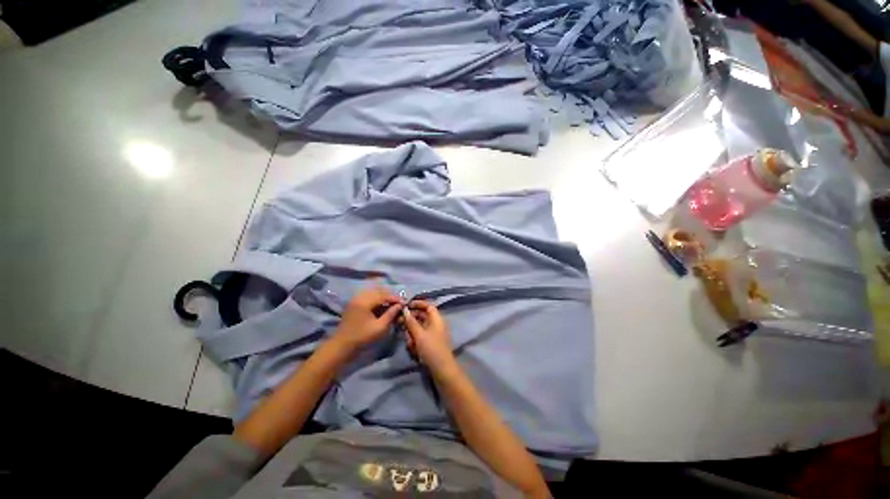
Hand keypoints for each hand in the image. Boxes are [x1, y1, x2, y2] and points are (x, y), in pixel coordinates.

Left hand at [334, 288, 402, 349]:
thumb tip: (400, 305)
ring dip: (383, 296)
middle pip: (378, 291)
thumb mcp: (380, 327)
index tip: (404, 303)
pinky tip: (381, 306)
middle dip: (389, 296)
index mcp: (365, 302)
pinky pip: (367, 296)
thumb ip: (391, 314)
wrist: (341, 346)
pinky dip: (376, 299)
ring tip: (391, 304)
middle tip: (398, 303)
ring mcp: (355, 299)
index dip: (395, 298)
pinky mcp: (353, 303)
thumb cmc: (362, 337)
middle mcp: (359, 297)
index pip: (384, 295)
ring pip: (373, 292)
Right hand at [402, 301, 455, 371]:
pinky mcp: (430, 343)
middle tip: (399, 322)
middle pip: (422, 316)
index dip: (418, 303)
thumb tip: (405, 310)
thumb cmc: (431, 348)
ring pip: (419, 328)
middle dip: (410, 320)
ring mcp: (433, 334)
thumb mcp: (419, 334)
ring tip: (409, 342)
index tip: (406, 305)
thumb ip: (411, 322)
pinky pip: (420, 337)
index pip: (428, 306)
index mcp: (436, 319)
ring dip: (411, 332)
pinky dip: (415, 340)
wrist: (441, 369)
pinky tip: (412, 347)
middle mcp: (435, 324)